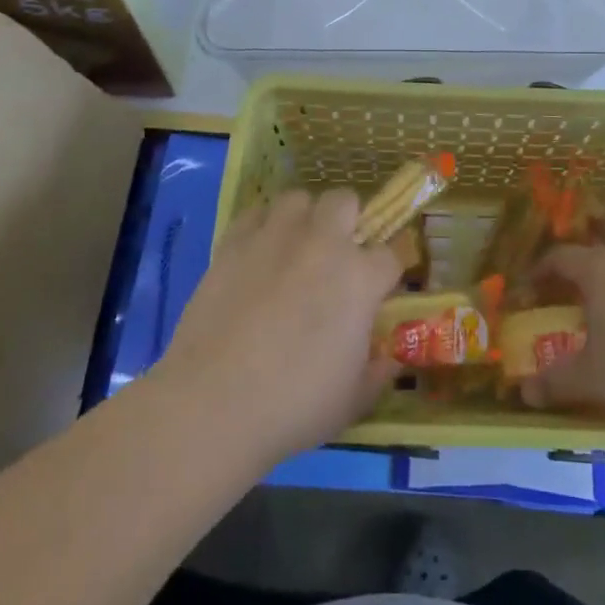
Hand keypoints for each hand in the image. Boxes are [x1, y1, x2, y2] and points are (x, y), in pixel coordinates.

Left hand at [157, 189, 402, 467]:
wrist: (214, 403)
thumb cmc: (294, 406)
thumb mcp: (352, 402)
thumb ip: (378, 374)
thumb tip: (391, 359)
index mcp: (360, 279)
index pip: (390, 255)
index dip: (386, 272)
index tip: (377, 291)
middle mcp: (323, 243)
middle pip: (346, 200)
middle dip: (348, 221)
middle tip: (336, 254)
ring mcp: (276, 237)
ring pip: (299, 197)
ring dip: (304, 216)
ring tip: (295, 245)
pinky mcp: (234, 242)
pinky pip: (255, 212)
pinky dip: (261, 225)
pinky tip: (257, 250)